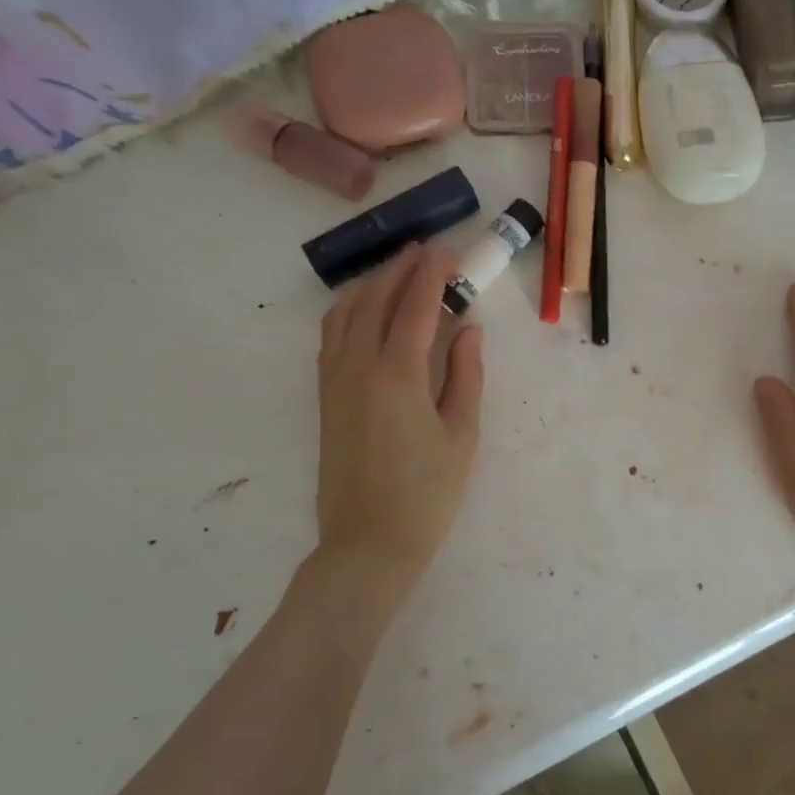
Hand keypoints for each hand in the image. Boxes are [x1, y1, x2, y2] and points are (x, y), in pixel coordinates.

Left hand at [308, 243, 483, 599]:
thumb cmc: (427, 494)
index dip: (432, 274)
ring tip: (397, 273)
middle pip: (376, 300)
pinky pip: (332, 337)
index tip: (448, 252)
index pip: (415, 306)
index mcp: (398, 374)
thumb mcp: (461, 436)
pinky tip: (366, 313)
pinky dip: (349, 311)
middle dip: (401, 269)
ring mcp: (335, 381)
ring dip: (372, 285)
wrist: (368, 542)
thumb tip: (468, 330)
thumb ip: (465, 376)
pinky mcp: (326, 398)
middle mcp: (358, 367)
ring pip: (345, 314)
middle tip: (427, 252)